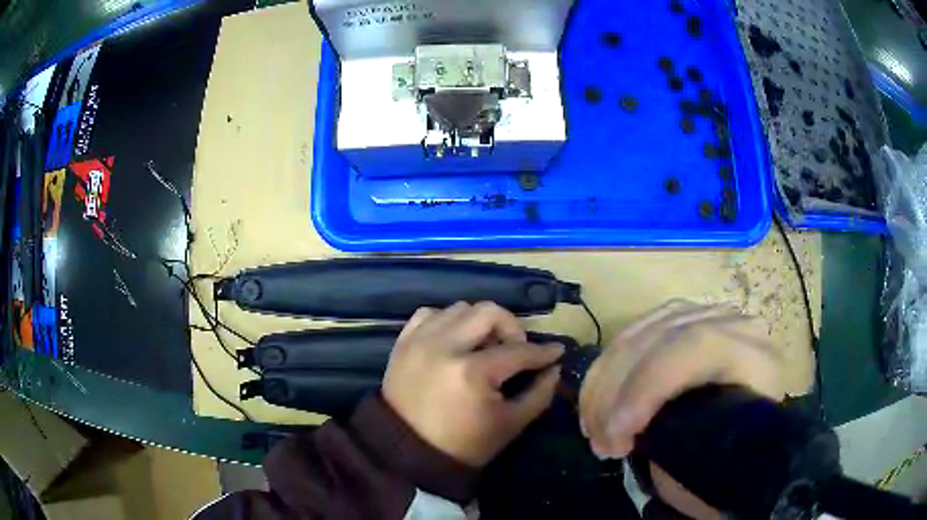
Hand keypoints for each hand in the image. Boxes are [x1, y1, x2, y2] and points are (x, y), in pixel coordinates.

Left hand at [383, 302, 564, 467]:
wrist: (407, 453)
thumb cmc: (463, 445)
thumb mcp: (510, 425)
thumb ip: (539, 394)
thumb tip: (554, 367)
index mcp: (472, 372)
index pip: (519, 351)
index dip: (543, 352)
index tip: (556, 351)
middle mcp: (444, 346)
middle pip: (489, 312)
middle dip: (511, 328)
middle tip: (514, 350)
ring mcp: (419, 341)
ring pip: (459, 308)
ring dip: (478, 324)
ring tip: (482, 348)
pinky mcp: (402, 343)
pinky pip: (429, 314)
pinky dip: (446, 321)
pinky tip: (454, 341)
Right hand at [578, 301, 784, 519]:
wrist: (753, 445)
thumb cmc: (734, 460)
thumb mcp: (712, 461)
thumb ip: (677, 442)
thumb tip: (628, 432)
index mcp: (754, 357)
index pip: (695, 347)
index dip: (647, 386)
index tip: (616, 438)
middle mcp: (734, 325)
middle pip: (661, 336)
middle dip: (616, 391)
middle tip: (597, 440)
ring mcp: (708, 317)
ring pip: (643, 331)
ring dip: (606, 380)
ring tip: (592, 425)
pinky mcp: (687, 321)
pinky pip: (638, 331)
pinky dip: (610, 366)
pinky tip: (599, 397)